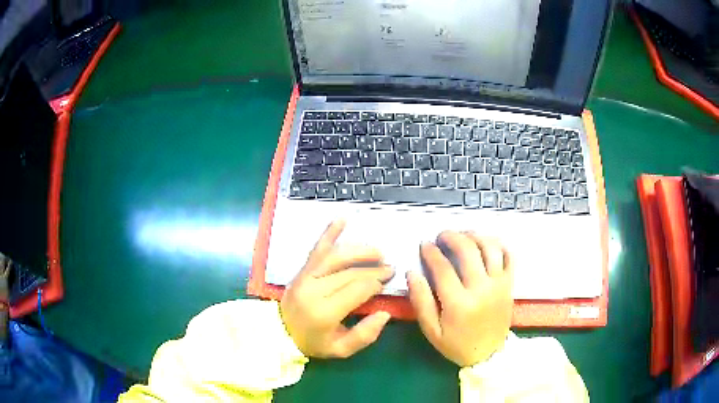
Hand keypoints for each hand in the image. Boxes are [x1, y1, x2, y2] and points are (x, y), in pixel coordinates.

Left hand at [281, 220, 393, 358]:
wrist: (279, 333)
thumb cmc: (312, 342)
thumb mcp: (340, 349)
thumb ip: (364, 335)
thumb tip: (385, 313)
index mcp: (324, 312)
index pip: (357, 289)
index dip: (376, 283)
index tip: (387, 282)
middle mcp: (314, 290)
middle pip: (350, 273)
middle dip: (374, 269)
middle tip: (389, 268)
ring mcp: (305, 276)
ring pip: (336, 256)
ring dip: (360, 251)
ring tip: (378, 252)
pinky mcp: (301, 270)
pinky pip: (316, 249)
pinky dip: (329, 233)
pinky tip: (342, 219)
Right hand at [407, 231, 512, 366]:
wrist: (488, 354)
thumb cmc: (457, 344)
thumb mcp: (431, 330)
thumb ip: (421, 301)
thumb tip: (412, 273)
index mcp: (459, 303)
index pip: (443, 268)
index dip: (431, 253)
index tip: (425, 245)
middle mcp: (481, 289)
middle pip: (468, 251)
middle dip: (452, 237)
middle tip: (442, 236)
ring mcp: (499, 284)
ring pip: (490, 248)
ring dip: (475, 235)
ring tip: (463, 234)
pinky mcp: (509, 284)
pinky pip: (509, 256)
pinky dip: (499, 244)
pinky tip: (486, 242)